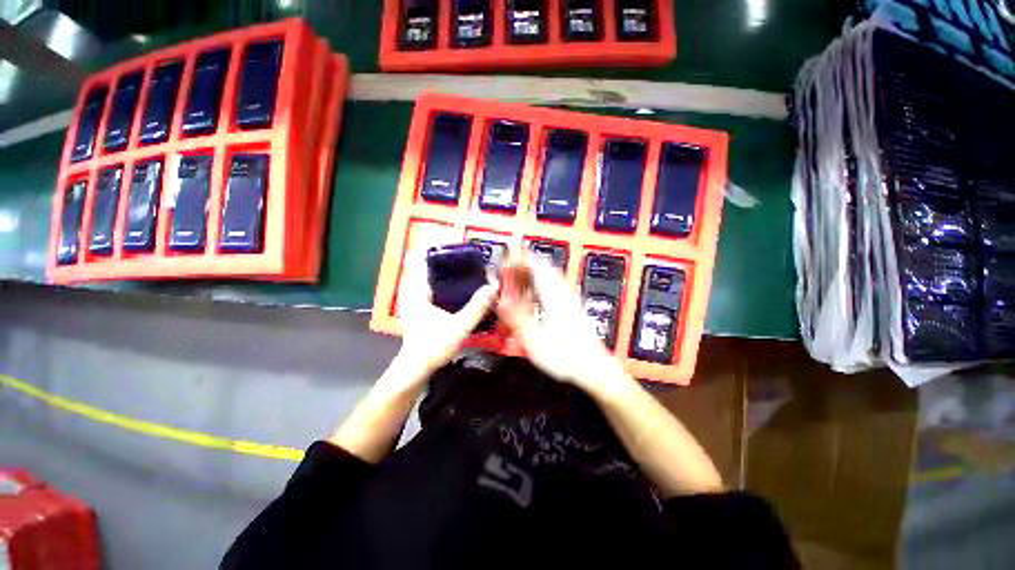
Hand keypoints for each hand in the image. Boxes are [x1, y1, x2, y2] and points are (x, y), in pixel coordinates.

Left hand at [395, 248, 498, 379]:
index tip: (454, 243)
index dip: (433, 246)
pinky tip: (456, 287)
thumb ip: (477, 307)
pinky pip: (427, 285)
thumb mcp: (459, 326)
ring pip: (424, 275)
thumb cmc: (433, 346)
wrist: (415, 369)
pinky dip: (440, 280)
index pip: (418, 257)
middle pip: (422, 264)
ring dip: (440, 268)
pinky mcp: (417, 308)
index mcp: (417, 290)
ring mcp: (413, 300)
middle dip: (442, 256)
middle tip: (465, 256)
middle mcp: (412, 291)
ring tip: (463, 267)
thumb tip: (493, 286)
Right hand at [496, 254, 626, 393]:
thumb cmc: (565, 355)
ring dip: (530, 275)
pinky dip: (538, 285)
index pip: (536, 264)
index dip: (519, 258)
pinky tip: (532, 296)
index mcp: (554, 295)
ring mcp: (569, 298)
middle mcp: (562, 291)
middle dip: (523, 265)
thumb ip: (516, 317)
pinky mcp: (571, 306)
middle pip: (542, 267)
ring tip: (516, 282)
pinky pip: (552, 286)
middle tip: (507, 271)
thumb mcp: (534, 339)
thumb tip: (501, 300)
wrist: (594, 368)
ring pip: (548, 276)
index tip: (505, 259)